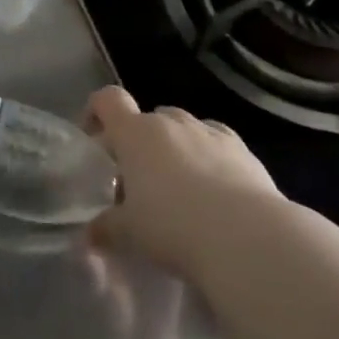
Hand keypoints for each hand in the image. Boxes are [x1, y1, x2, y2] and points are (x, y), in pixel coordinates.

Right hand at [84, 86, 283, 278]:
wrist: (249, 238)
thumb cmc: (174, 226)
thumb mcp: (130, 234)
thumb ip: (106, 229)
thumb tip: (90, 236)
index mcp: (135, 132)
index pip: (107, 100)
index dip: (96, 112)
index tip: (94, 138)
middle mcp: (171, 122)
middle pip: (148, 118)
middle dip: (141, 143)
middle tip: (139, 181)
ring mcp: (209, 133)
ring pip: (184, 130)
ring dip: (177, 150)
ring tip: (181, 189)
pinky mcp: (243, 151)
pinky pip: (218, 145)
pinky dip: (211, 160)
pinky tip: (217, 193)